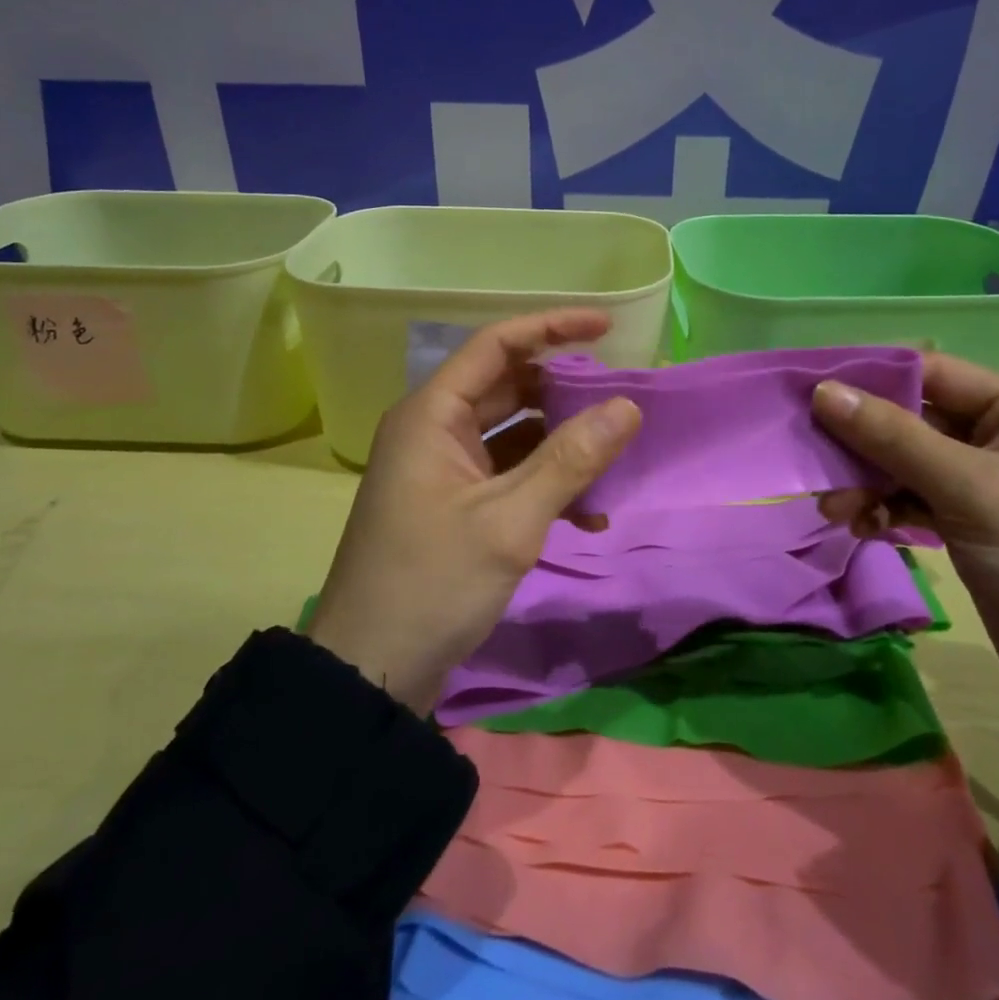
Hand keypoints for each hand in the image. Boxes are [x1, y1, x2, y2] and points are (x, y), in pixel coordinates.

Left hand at [307, 310, 641, 714]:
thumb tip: (628, 406)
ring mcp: (444, 470)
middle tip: (621, 399)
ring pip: (514, 434)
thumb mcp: (509, 521)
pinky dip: (547, 484)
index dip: (552, 328)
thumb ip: (570, 460)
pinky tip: (589, 515)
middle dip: (566, 392)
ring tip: (615, 461)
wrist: (371, 672)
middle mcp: (434, 430)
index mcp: (431, 415)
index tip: (608, 327)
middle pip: (509, 387)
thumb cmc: (433, 584)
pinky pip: (509, 474)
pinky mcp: (456, 505)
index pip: (496, 345)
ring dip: (563, 445)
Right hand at [813, 353, 998, 714]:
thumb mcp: (966, 490)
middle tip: (814, 457)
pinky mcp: (964, 514)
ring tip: (834, 508)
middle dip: (861, 441)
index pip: (931, 372)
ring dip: (866, 480)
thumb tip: (824, 392)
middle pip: (910, 417)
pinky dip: (883, 506)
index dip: (871, 378)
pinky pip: (910, 494)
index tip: (813, 390)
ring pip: (903, 459)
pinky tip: (861, 526)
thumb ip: (892, 437)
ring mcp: (980, 476)